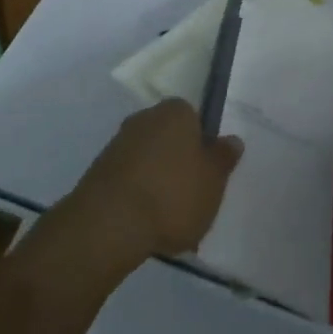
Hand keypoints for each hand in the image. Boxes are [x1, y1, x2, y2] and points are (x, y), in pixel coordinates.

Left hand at [71, 100, 243, 261]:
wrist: (110, 222)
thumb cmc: (172, 194)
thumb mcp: (213, 180)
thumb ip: (223, 158)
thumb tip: (232, 139)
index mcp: (175, 111)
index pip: (194, 118)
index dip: (203, 143)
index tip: (209, 171)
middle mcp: (145, 118)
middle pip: (170, 137)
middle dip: (180, 161)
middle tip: (194, 195)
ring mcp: (119, 143)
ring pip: (149, 159)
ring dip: (158, 180)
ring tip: (171, 217)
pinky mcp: (100, 170)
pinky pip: (130, 178)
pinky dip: (139, 194)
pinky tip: (147, 222)